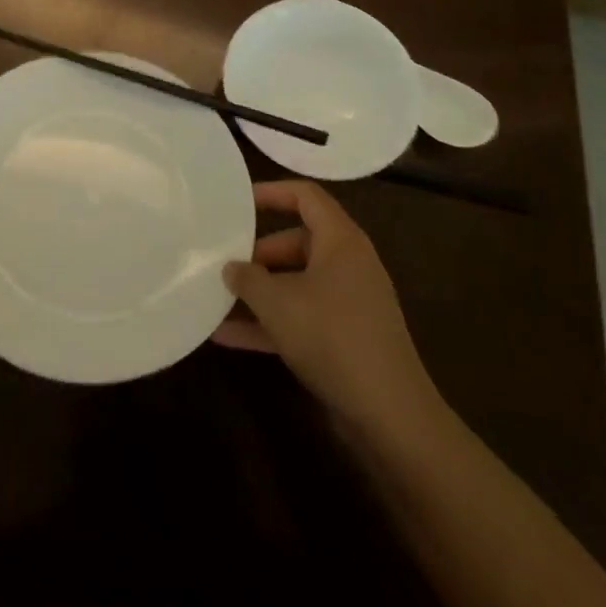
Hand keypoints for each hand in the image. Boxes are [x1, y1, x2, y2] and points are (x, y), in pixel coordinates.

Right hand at [214, 181, 438, 433]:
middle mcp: (348, 264)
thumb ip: (247, 278)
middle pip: (296, 241)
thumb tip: (231, 268)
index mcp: (341, 241)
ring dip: (259, 292)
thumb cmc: (331, 337)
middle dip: (257, 253)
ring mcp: (348, 303)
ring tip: (216, 298)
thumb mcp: (277, 302)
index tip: (237, 203)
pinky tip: (228, 338)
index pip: (306, 197)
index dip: (271, 192)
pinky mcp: (345, 338)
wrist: (389, 414)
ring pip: (296, 283)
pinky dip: (270, 323)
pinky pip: (300, 317)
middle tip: (223, 263)